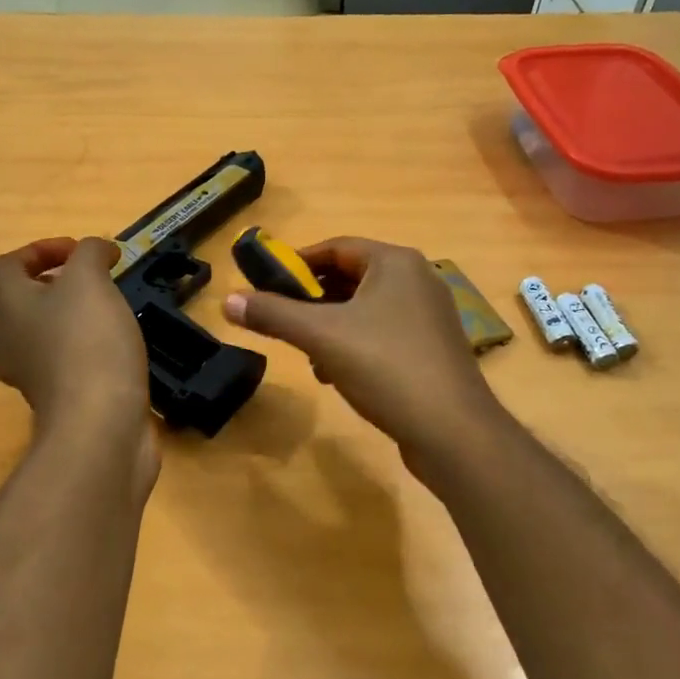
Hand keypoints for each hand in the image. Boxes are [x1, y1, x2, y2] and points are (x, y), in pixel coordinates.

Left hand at [0, 237, 148, 435]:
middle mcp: (5, 339)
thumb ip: (90, 255)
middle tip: (57, 290)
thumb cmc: (88, 342)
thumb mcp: (91, 281)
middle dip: (17, 296)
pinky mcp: (50, 400)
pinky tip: (96, 350)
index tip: (80, 253)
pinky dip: (64, 356)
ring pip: (13, 344)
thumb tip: (97, 251)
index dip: (40, 250)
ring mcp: (24, 375)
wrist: (98, 422)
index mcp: (8, 304)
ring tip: (76, 319)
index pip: (5, 266)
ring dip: (38, 328)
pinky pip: (45, 370)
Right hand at [222, 237, 504, 460]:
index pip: (336, 247)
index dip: (296, 262)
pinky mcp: (433, 349)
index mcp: (395, 263)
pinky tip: (339, 375)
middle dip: (312, 300)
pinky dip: (356, 346)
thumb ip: (273, 315)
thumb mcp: (321, 337)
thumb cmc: (386, 368)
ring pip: (366, 310)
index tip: (265, 283)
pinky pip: (384, 334)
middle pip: (351, 278)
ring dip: (331, 328)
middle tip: (282, 321)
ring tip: (308, 356)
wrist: (452, 430)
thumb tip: (227, 299)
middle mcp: (417, 280)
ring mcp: (429, 316)